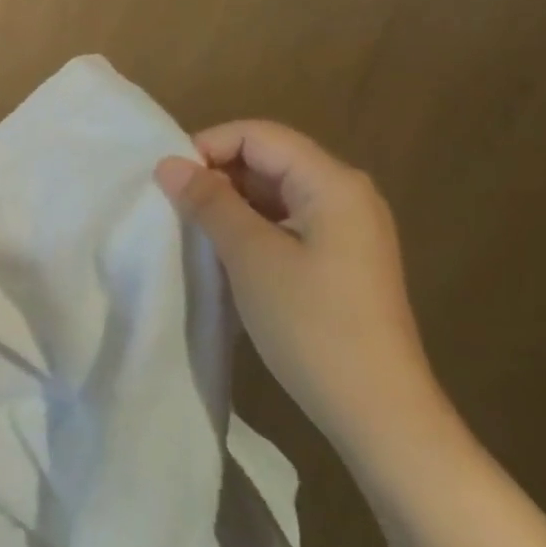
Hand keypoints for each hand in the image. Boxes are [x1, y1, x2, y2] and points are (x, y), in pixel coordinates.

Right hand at [156, 122, 445, 456]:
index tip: (167, 180)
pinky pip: (288, 223)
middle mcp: (346, 194)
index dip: (208, 146)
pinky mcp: (341, 259)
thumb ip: (210, 203)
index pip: (258, 135)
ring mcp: (347, 229)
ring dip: (231, 203)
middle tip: (173, 205)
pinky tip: (225, 253)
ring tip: (191, 228)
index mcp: (332, 182)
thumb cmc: (312, 325)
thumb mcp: (251, 257)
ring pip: (276, 193)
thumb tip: (169, 164)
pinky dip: (252, 228)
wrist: (378, 410)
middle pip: (270, 159)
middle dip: (217, 174)